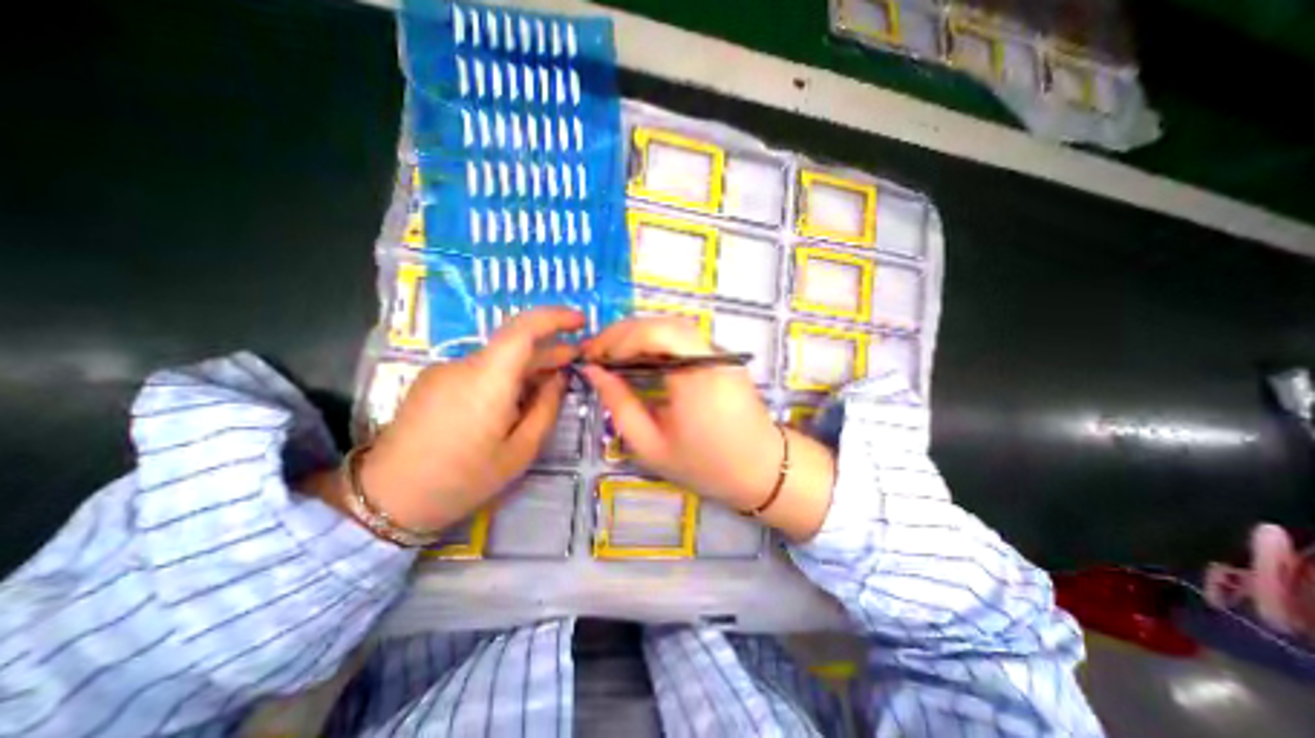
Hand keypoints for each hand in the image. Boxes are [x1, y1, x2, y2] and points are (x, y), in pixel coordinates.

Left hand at [354, 306, 579, 530]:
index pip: (524, 329)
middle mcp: (464, 365)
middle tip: (576, 360)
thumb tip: (559, 378)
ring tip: (549, 383)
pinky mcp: (432, 382)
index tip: (580, 321)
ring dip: (527, 366)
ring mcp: (444, 371)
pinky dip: (504, 376)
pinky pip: (479, 370)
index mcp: (487, 380)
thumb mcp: (520, 451)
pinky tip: (513, 400)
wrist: (387, 500)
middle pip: (513, 344)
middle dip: (549, 349)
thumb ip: (546, 408)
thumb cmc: (463, 479)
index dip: (555, 318)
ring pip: (497, 359)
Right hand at [582, 315, 829, 535]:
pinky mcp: (722, 356)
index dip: (617, 338)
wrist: (762, 469)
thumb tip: (593, 371)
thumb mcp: (651, 445)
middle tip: (596, 354)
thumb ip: (619, 404)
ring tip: (612, 356)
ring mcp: (720, 352)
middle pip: (661, 323)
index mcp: (696, 374)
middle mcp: (711, 353)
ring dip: (639, 335)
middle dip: (623, 333)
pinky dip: (657, 342)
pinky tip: (640, 359)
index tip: (592, 357)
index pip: (653, 333)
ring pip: (672, 327)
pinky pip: (684, 338)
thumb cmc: (706, 465)